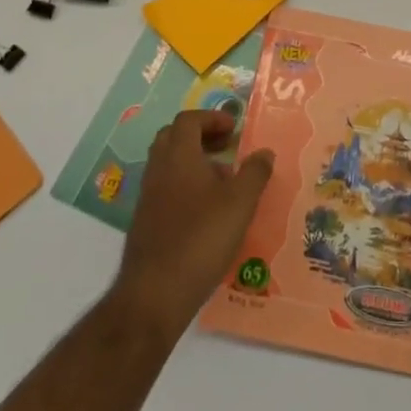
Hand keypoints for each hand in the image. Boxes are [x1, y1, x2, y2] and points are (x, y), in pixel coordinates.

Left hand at [112, 111, 273, 338]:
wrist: (155, 292)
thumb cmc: (201, 238)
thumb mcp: (240, 203)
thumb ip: (254, 173)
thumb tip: (264, 152)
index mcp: (178, 156)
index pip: (188, 120)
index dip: (212, 118)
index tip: (234, 128)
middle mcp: (158, 170)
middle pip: (173, 137)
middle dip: (200, 136)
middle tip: (226, 147)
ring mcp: (148, 197)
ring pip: (168, 165)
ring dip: (193, 163)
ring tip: (223, 182)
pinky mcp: (145, 222)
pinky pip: (165, 189)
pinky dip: (185, 187)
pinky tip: (207, 213)